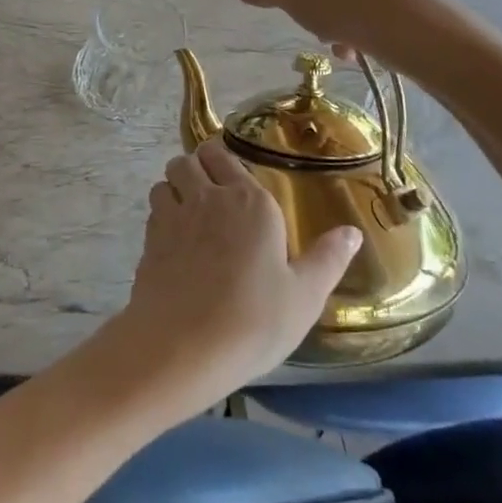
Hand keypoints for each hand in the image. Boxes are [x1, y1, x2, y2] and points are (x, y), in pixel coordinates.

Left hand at [108, 138, 360, 419]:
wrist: (182, 347)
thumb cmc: (253, 321)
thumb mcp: (304, 296)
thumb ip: (328, 259)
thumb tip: (352, 231)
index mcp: (249, 202)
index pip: (224, 155)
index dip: (223, 158)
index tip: (232, 173)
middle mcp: (208, 197)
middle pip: (189, 159)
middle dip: (196, 166)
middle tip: (211, 190)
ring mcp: (173, 216)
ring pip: (166, 180)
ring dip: (175, 187)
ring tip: (190, 210)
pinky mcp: (149, 240)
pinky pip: (153, 210)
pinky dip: (162, 214)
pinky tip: (175, 240)